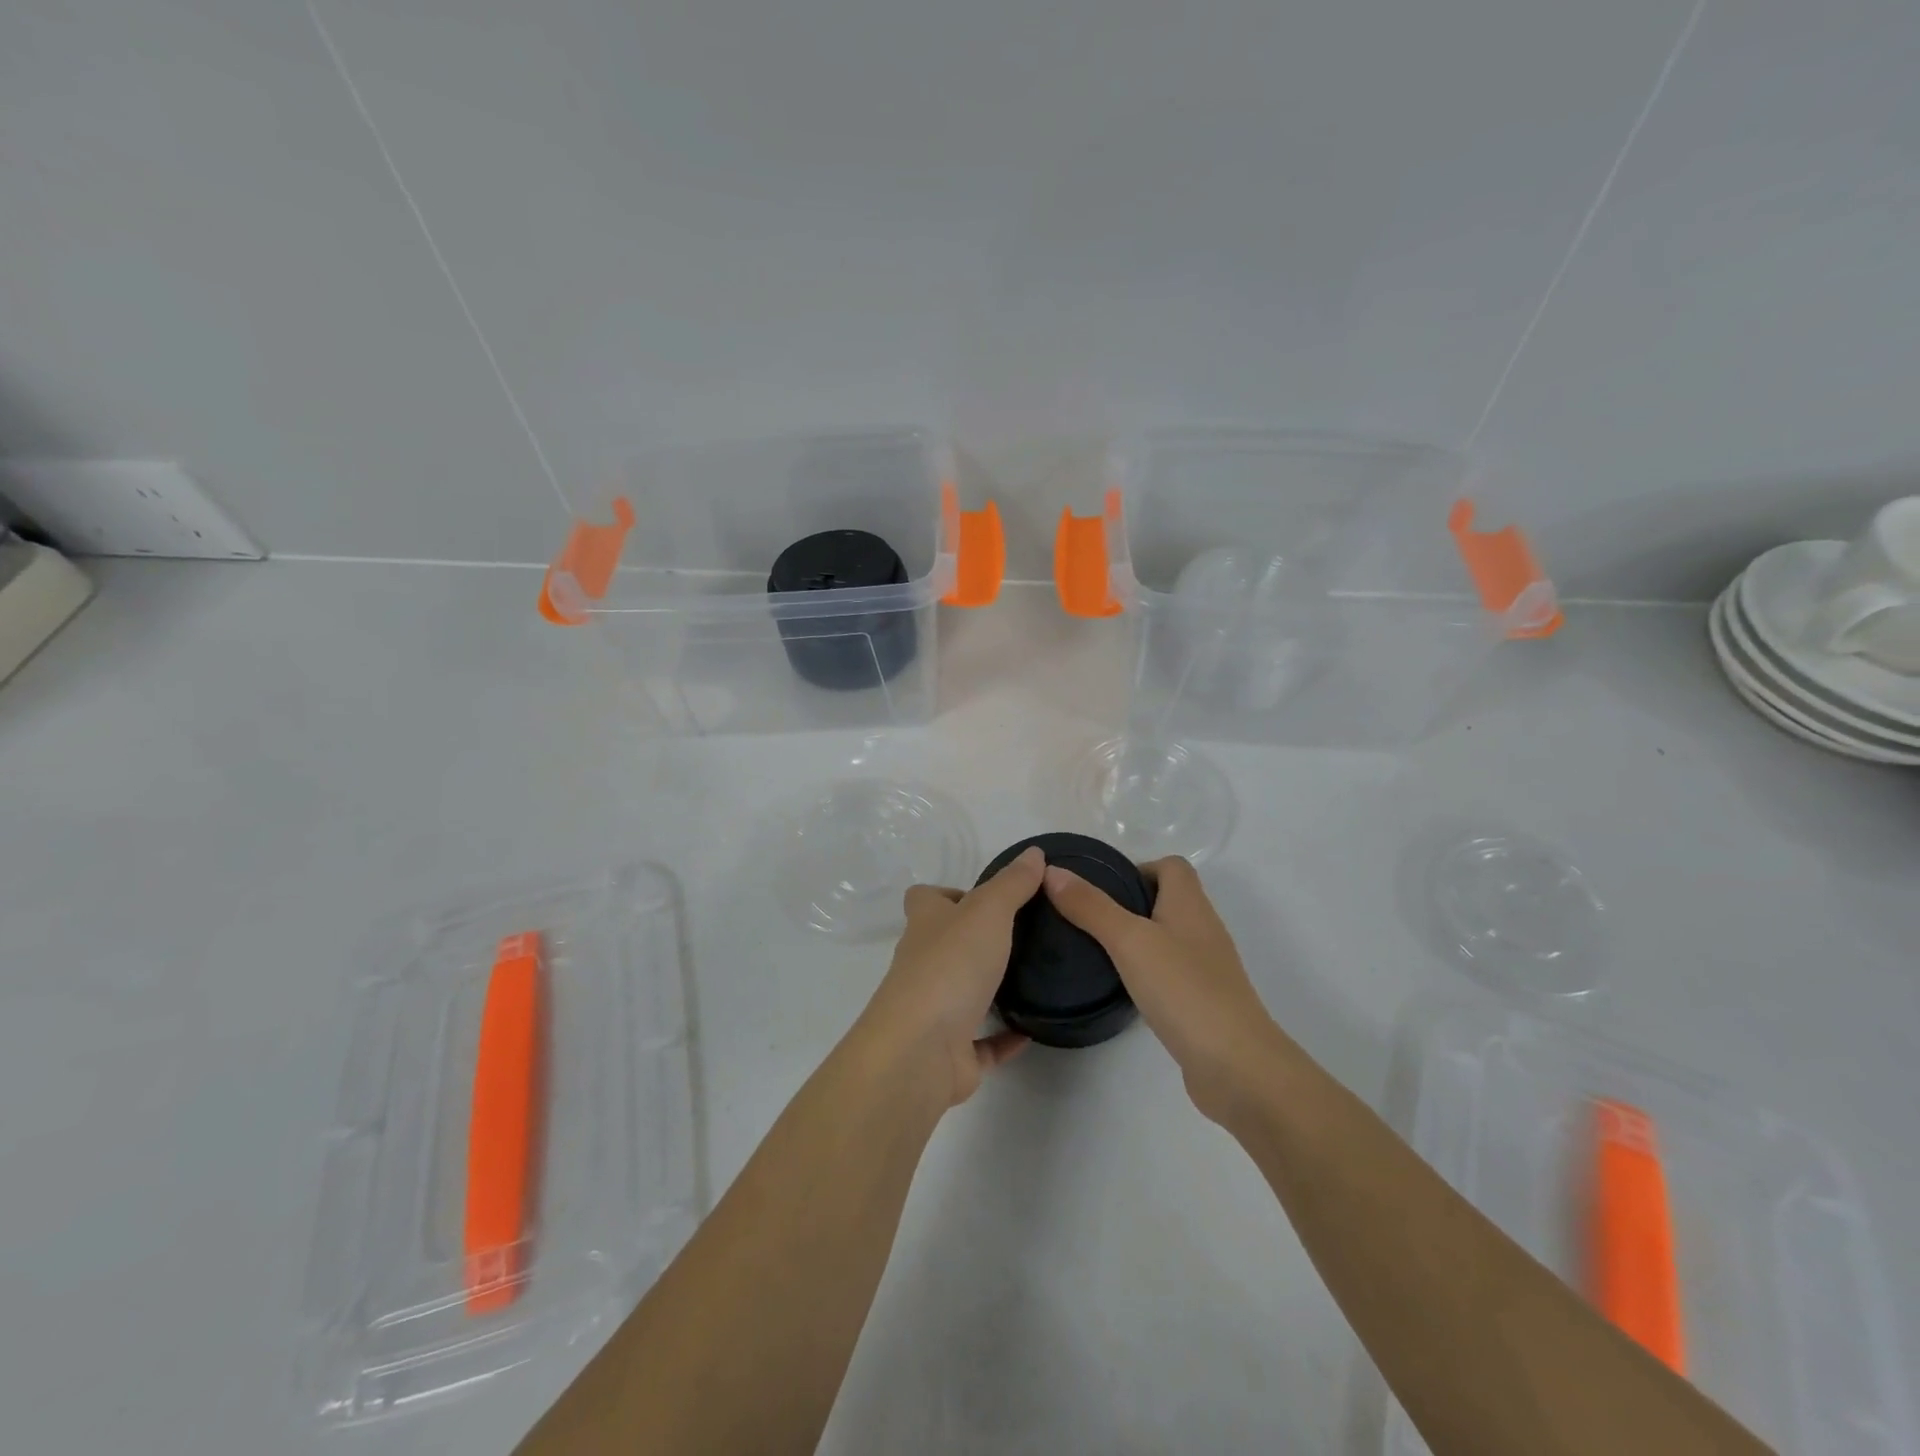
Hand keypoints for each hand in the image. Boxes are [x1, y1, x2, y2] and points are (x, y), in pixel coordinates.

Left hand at [850, 846, 1044, 1109]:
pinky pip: (981, 1043)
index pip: (925, 899)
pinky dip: (1003, 1038)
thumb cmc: (951, 967)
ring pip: (961, 992)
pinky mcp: (951, 1053)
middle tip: (1023, 936)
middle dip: (975, 940)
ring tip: (1033, 977)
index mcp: (926, 925)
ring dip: (989, 988)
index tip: (988, 898)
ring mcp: (934, 1010)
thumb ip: (1012, 884)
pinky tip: (1032, 1030)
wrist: (921, 1052)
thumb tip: (1033, 852)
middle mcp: (923, 964)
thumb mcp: (988, 912)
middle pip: (943, 944)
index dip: (949, 894)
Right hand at [1043, 856, 1284, 1124]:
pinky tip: (1123, 988)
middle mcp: (1203, 928)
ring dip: (1136, 938)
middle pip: (1167, 899)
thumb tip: (1052, 871)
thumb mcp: (1130, 941)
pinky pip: (1170, 972)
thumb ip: (1091, 906)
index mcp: (1190, 904)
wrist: (1238, 1067)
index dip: (1137, 867)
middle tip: (1086, 918)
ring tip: (1095, 951)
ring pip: (1167, 937)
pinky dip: (1147, 972)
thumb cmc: (1184, 990)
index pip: (1171, 866)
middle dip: (1128, 903)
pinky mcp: (1203, 1002)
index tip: (1100, 888)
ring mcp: (1206, 968)